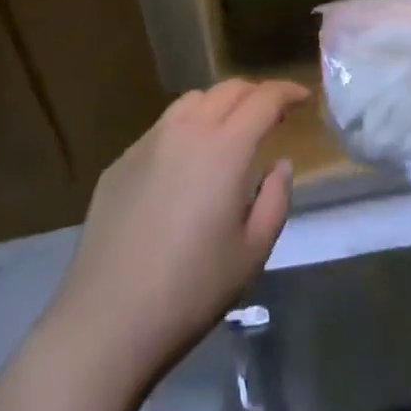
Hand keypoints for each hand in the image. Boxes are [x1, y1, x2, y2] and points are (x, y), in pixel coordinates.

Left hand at [44, 78, 308, 374]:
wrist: (106, 321)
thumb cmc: (192, 289)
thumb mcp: (253, 251)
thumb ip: (275, 199)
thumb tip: (279, 164)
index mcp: (226, 147)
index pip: (265, 98)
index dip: (288, 91)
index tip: (303, 98)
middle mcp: (187, 130)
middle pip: (228, 90)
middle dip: (256, 94)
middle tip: (272, 113)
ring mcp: (148, 142)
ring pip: (192, 101)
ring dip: (219, 104)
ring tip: (229, 130)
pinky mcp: (120, 163)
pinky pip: (162, 128)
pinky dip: (186, 128)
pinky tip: (185, 163)